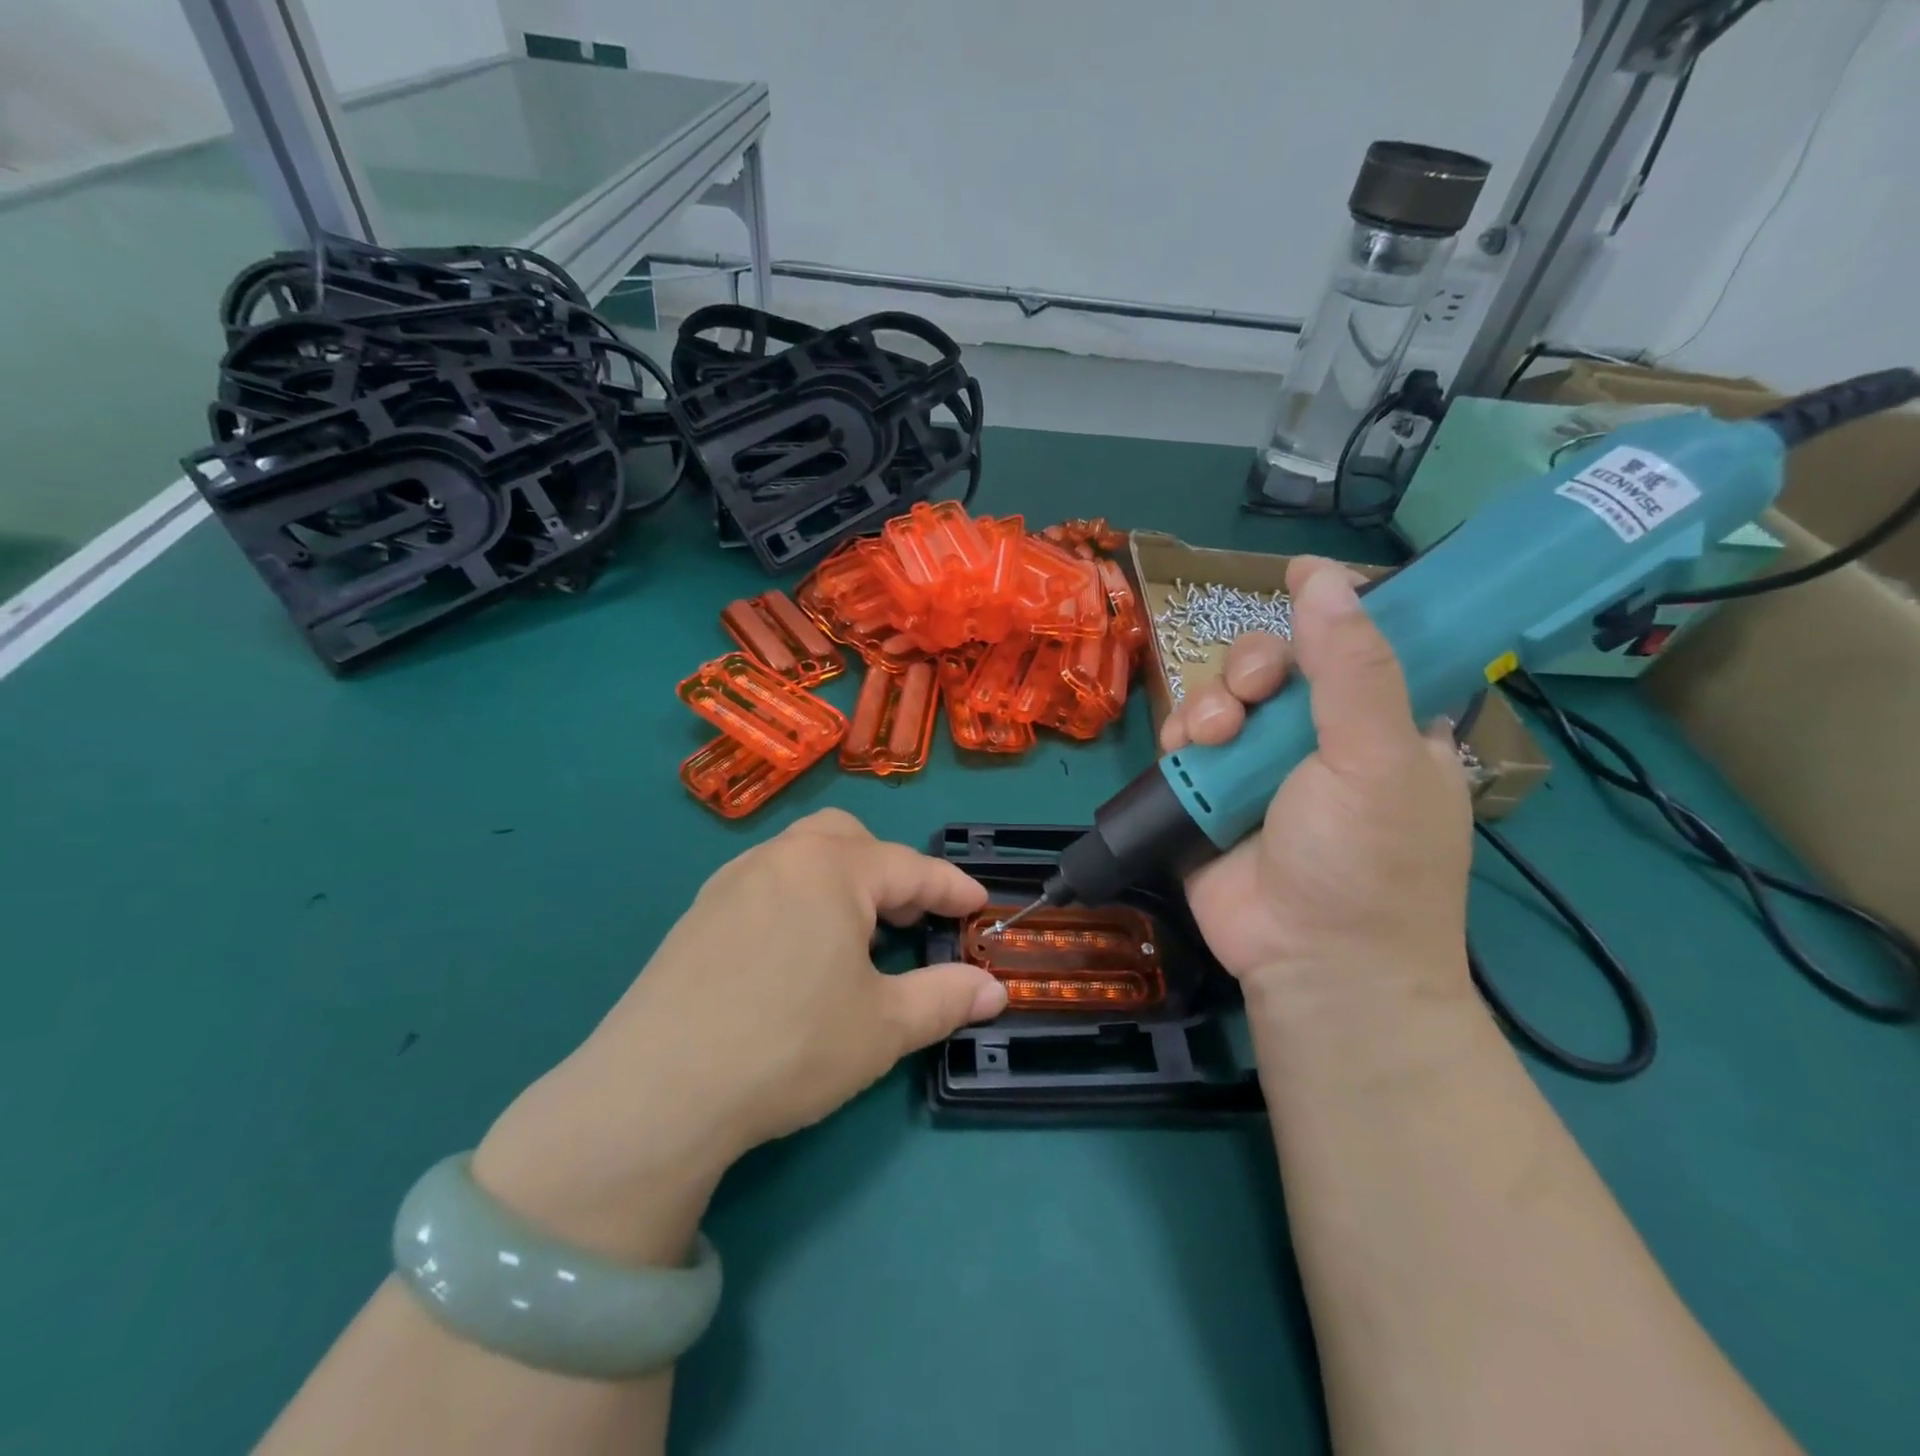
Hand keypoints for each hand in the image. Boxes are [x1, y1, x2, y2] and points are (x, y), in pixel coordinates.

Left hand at [471, 810, 1002, 1263]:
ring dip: (842, 880)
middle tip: (910, 917)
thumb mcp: (883, 1027)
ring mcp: (732, 881)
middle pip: (849, 838)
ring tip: (856, 934)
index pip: (910, 867)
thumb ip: (946, 998)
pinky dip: (800, 898)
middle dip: (889, 869)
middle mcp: (781, 858)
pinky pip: (767, 882)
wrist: (657, 1090)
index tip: (980, 905)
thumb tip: (995, 991)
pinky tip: (797, 951)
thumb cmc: (790, 1045)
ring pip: (803, 856)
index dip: (951, 887)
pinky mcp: (699, 913)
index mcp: (831, 868)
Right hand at [1160, 557, 1473, 1002]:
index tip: (1297, 583)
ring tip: (1215, 738)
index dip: (1327, 612)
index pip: (1354, 643)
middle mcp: (1318, 736)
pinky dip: (1181, 736)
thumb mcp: (1377, 758)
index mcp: (1380, 722)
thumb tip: (1323, 576)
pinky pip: (1186, 739)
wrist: (1311, 963)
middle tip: (1255, 694)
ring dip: (1212, 704)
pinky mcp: (1209, 791)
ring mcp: (1258, 765)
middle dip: (1254, 667)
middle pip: (1274, 663)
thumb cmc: (1367, 861)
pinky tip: (1187, 754)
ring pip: (1223, 695)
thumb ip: (1352, 667)